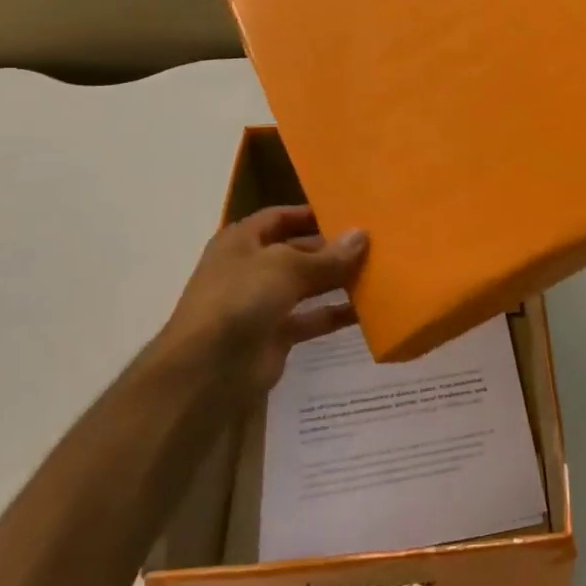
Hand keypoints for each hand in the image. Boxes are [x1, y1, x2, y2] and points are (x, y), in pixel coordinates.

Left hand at [155, 206, 368, 404]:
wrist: (208, 371)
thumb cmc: (241, 300)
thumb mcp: (286, 267)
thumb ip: (328, 256)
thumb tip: (362, 235)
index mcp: (242, 242)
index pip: (279, 217)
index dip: (310, 214)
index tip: (349, 213)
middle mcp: (251, 269)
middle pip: (297, 251)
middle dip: (331, 249)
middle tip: (374, 244)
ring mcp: (262, 304)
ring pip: (307, 286)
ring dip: (337, 280)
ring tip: (377, 272)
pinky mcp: (276, 336)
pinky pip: (311, 319)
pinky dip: (335, 314)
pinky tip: (367, 310)